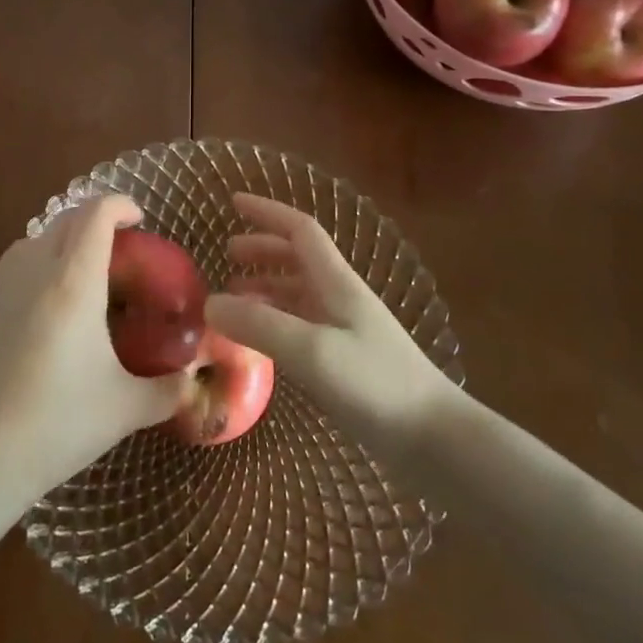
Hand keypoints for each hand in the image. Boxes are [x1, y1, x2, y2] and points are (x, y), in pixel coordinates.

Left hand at [0, 195, 185, 494]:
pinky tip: (51, 311)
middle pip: (65, 220)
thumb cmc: (55, 424)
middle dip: (95, 220)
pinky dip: (39, 267)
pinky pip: (14, 267)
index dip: (120, 205)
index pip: (95, 214)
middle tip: (122, 249)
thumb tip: (194, 378)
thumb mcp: (124, 409)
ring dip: (63, 241)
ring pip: (34, 239)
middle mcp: (33, 271)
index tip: (140, 219)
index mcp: (72, 281)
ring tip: (86, 276)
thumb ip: (168, 388)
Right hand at [206, 194, 459, 460]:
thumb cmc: (376, 385)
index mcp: (336, 282)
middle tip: (227, 254)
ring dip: (265, 286)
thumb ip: (260, 325)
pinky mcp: (345, 361)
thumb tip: (209, 303)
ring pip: (298, 292)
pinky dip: (274, 320)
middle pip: (298, 258)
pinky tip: (259, 340)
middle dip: (262, 249)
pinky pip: (301, 325)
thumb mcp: (312, 351)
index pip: (300, 230)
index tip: (233, 202)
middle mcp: (340, 298)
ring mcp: (345, 330)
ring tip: (232, 298)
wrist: (434, 440)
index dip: (267, 212)